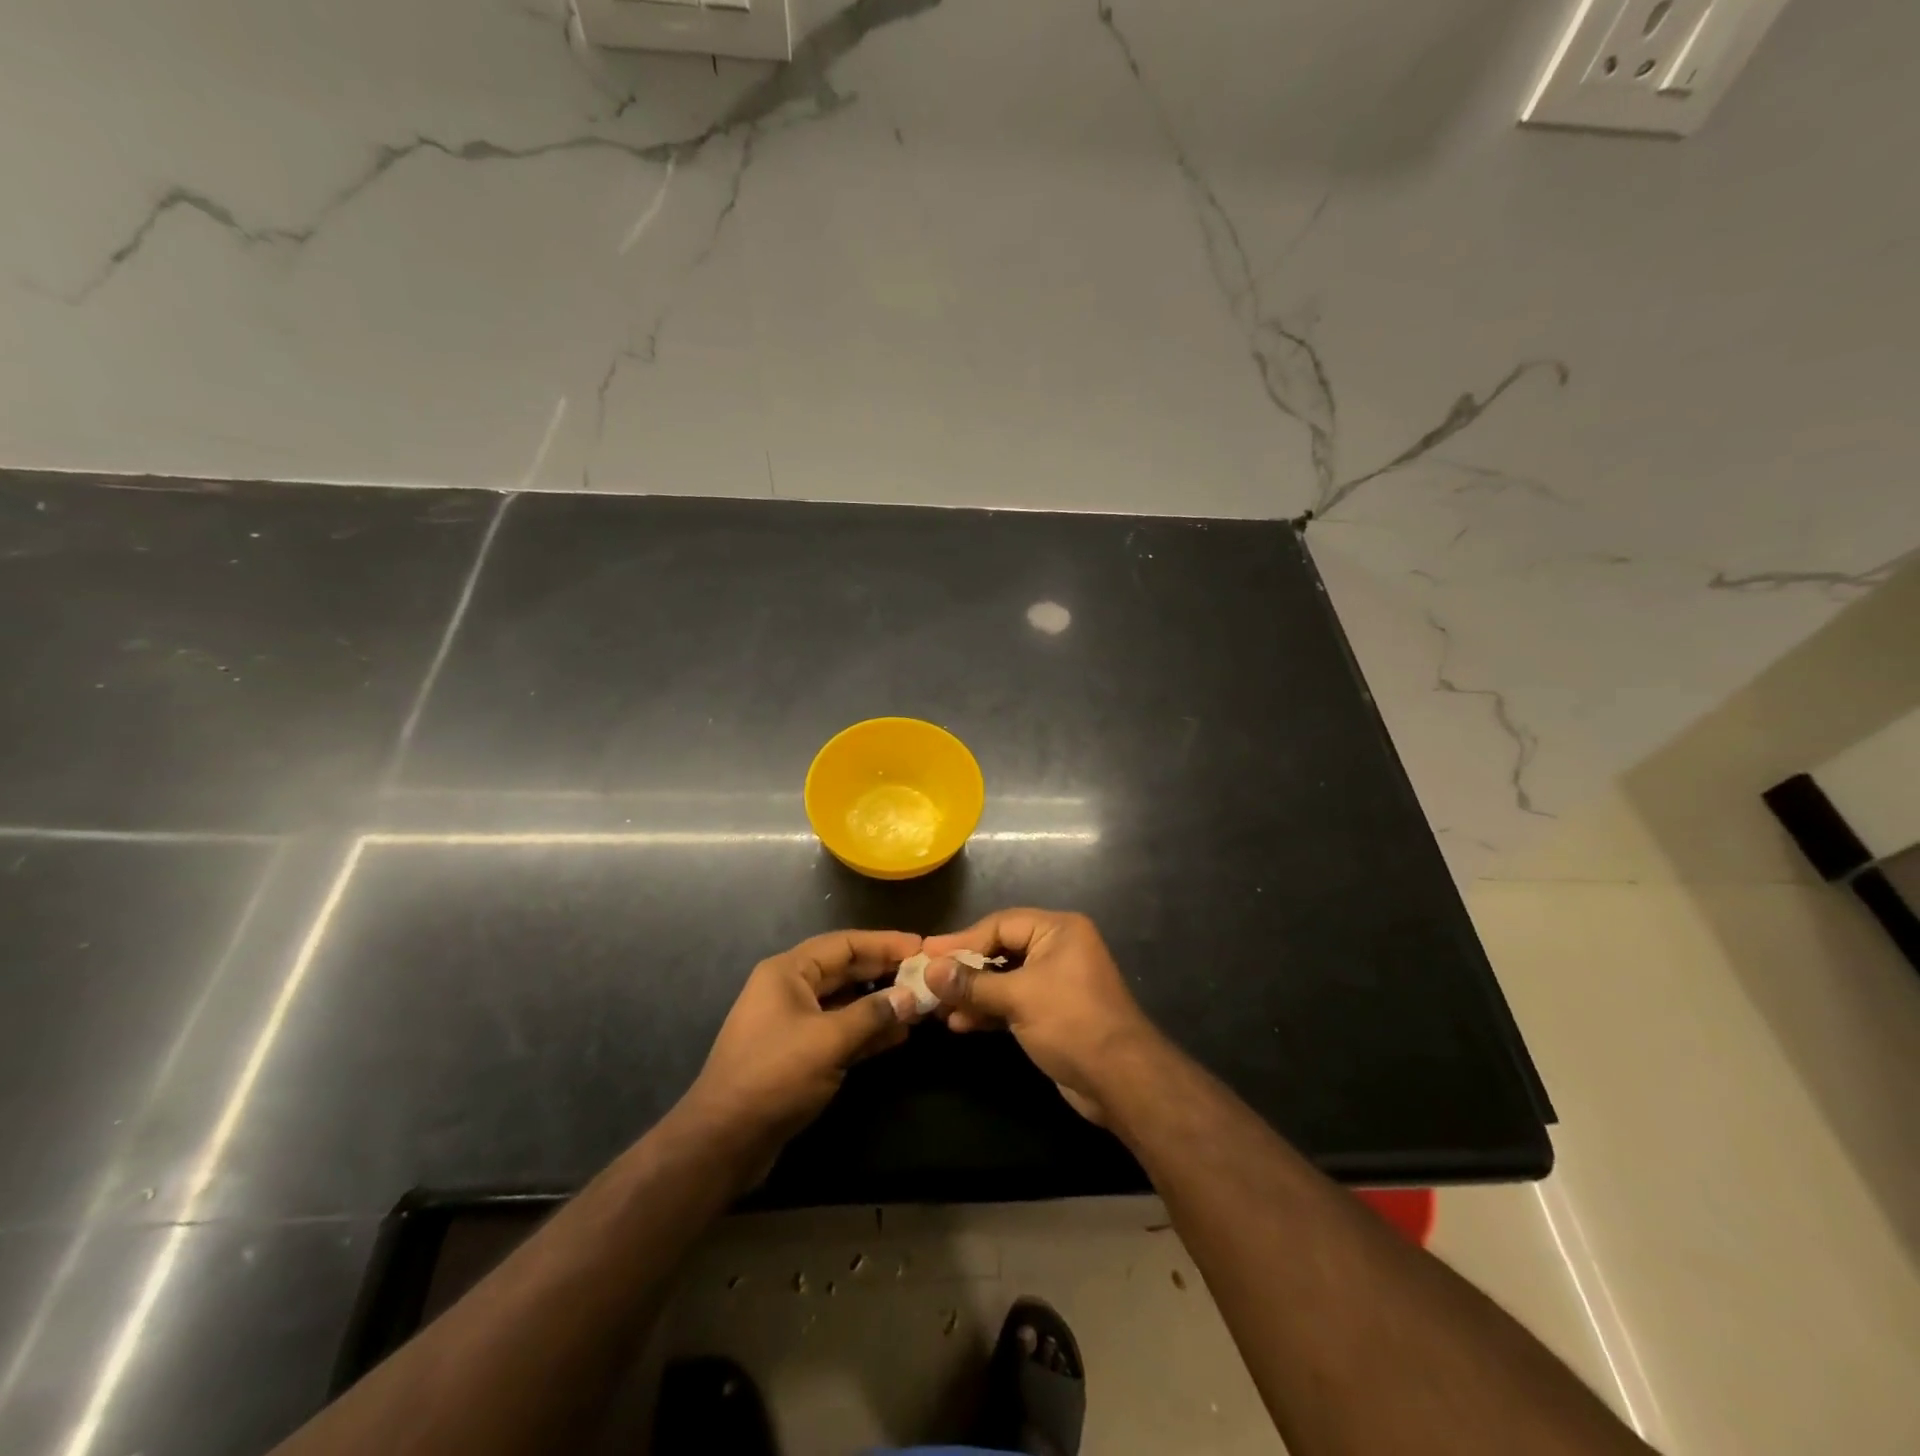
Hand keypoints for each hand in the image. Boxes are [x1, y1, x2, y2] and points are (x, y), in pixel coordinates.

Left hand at [682, 929, 926, 1147]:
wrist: (723, 1141)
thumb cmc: (773, 1076)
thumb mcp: (828, 1040)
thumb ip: (873, 1014)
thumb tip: (911, 997)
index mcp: (788, 972)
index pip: (844, 944)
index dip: (884, 943)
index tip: (922, 946)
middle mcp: (790, 990)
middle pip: (846, 970)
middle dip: (885, 972)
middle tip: (927, 974)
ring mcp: (794, 1023)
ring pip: (846, 1002)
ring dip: (880, 1003)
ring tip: (920, 1005)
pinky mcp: (800, 1055)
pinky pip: (841, 1031)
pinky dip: (868, 1031)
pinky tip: (899, 1035)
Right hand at [922, 910, 1160, 1124]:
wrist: (1121, 1081)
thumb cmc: (1071, 1023)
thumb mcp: (1018, 997)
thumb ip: (972, 983)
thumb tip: (929, 970)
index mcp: (1058, 930)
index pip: (1000, 925)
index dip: (962, 940)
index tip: (926, 954)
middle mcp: (1058, 948)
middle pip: (1000, 950)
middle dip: (965, 969)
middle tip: (927, 980)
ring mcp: (1055, 982)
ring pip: (1004, 979)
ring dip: (972, 994)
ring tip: (938, 1009)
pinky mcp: (1052, 1012)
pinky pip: (1012, 1002)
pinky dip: (988, 1010)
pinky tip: (960, 1024)